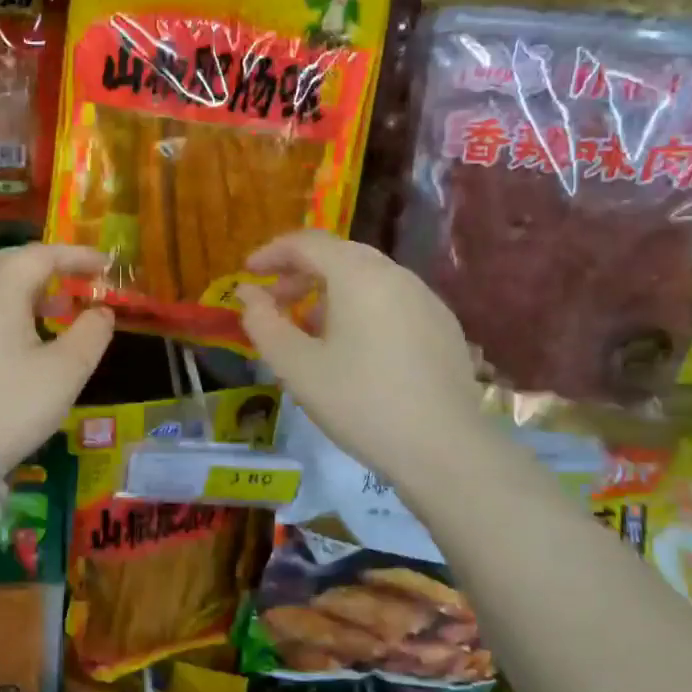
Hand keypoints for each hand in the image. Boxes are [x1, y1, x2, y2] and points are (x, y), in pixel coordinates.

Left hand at [0, 243, 114, 469]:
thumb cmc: (11, 406)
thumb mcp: (66, 371)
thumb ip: (91, 333)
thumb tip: (102, 311)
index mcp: (1, 294)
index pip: (40, 255)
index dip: (76, 255)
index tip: (106, 265)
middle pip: (8, 260)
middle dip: (45, 262)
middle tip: (76, 276)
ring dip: (26, 285)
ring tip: (58, 306)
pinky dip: (11, 306)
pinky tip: (29, 336)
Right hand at [234, 231, 481, 486]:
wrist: (445, 449)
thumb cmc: (360, 403)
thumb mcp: (296, 367)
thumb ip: (263, 323)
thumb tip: (247, 293)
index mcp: (359, 275)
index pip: (308, 243)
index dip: (272, 253)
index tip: (247, 274)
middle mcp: (396, 275)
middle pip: (339, 255)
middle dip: (300, 273)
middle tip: (274, 302)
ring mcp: (426, 299)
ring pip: (367, 278)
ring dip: (330, 292)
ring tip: (309, 329)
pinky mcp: (443, 326)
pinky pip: (391, 300)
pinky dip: (361, 307)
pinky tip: (354, 348)